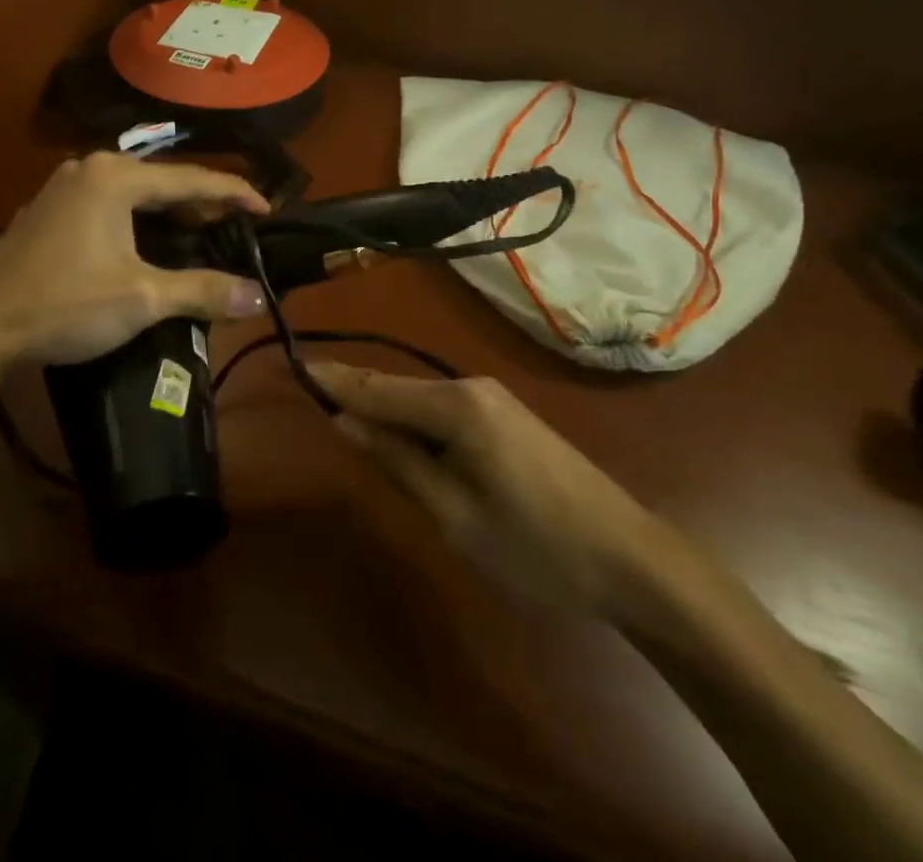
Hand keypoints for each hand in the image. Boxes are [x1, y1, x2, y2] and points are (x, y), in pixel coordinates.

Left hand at [0, 154, 269, 371]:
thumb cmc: (65, 304)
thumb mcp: (142, 298)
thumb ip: (203, 292)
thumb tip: (258, 298)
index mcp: (117, 177)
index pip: (193, 178)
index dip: (235, 193)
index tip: (267, 210)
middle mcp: (91, 168)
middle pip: (163, 181)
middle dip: (202, 204)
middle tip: (234, 228)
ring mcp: (64, 187)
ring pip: (134, 193)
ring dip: (168, 213)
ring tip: (200, 236)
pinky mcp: (49, 209)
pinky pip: (109, 205)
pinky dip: (137, 220)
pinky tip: (148, 245)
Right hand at [313, 364, 672, 620]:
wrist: (630, 558)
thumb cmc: (536, 546)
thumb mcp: (455, 514)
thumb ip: (397, 461)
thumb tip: (345, 422)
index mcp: (456, 406)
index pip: (378, 388)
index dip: (333, 380)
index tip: (292, 363)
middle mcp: (471, 387)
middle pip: (397, 387)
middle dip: (353, 389)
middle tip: (305, 382)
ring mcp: (492, 400)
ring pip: (420, 398)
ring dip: (381, 405)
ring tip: (337, 406)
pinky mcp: (505, 417)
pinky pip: (443, 410)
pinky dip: (411, 418)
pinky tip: (395, 431)